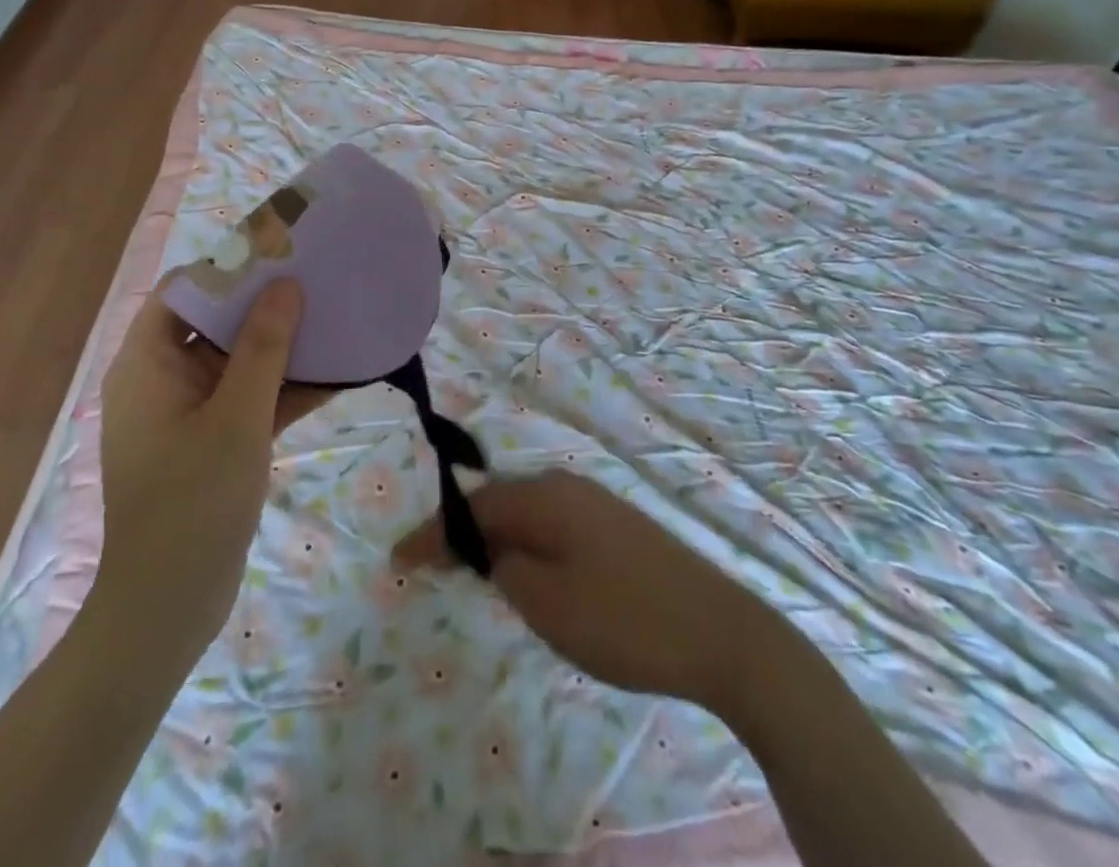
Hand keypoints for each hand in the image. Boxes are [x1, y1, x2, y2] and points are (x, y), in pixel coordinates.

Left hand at [92, 279, 302, 664]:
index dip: (229, 267)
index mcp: (147, 362)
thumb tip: (286, 284)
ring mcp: (190, 412)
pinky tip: (339, 376)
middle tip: (319, 280)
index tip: (280, 254)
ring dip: (284, 346)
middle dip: (266, 303)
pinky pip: (252, 399)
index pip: (184, 290)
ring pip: (239, 361)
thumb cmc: (192, 502)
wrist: (168, 610)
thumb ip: (263, 347)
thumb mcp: (237, 417)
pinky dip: (287, 389)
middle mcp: (163, 379)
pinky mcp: (213, 442)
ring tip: (336, 318)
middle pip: (215, 321)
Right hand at [395, 470, 762, 711]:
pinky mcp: (617, 526)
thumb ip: (505, 568)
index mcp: (545, 496)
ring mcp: (597, 503)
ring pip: (527, 513)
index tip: (397, 560)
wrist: (722, 632)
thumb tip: (491, 550)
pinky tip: (529, 573)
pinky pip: (553, 525)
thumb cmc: (624, 619)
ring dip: (495, 539)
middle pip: (499, 502)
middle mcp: (567, 486)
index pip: (473, 507)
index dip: (433, 533)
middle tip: (430, 566)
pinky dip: (527, 544)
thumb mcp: (547, 603)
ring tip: (471, 571)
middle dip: (462, 533)